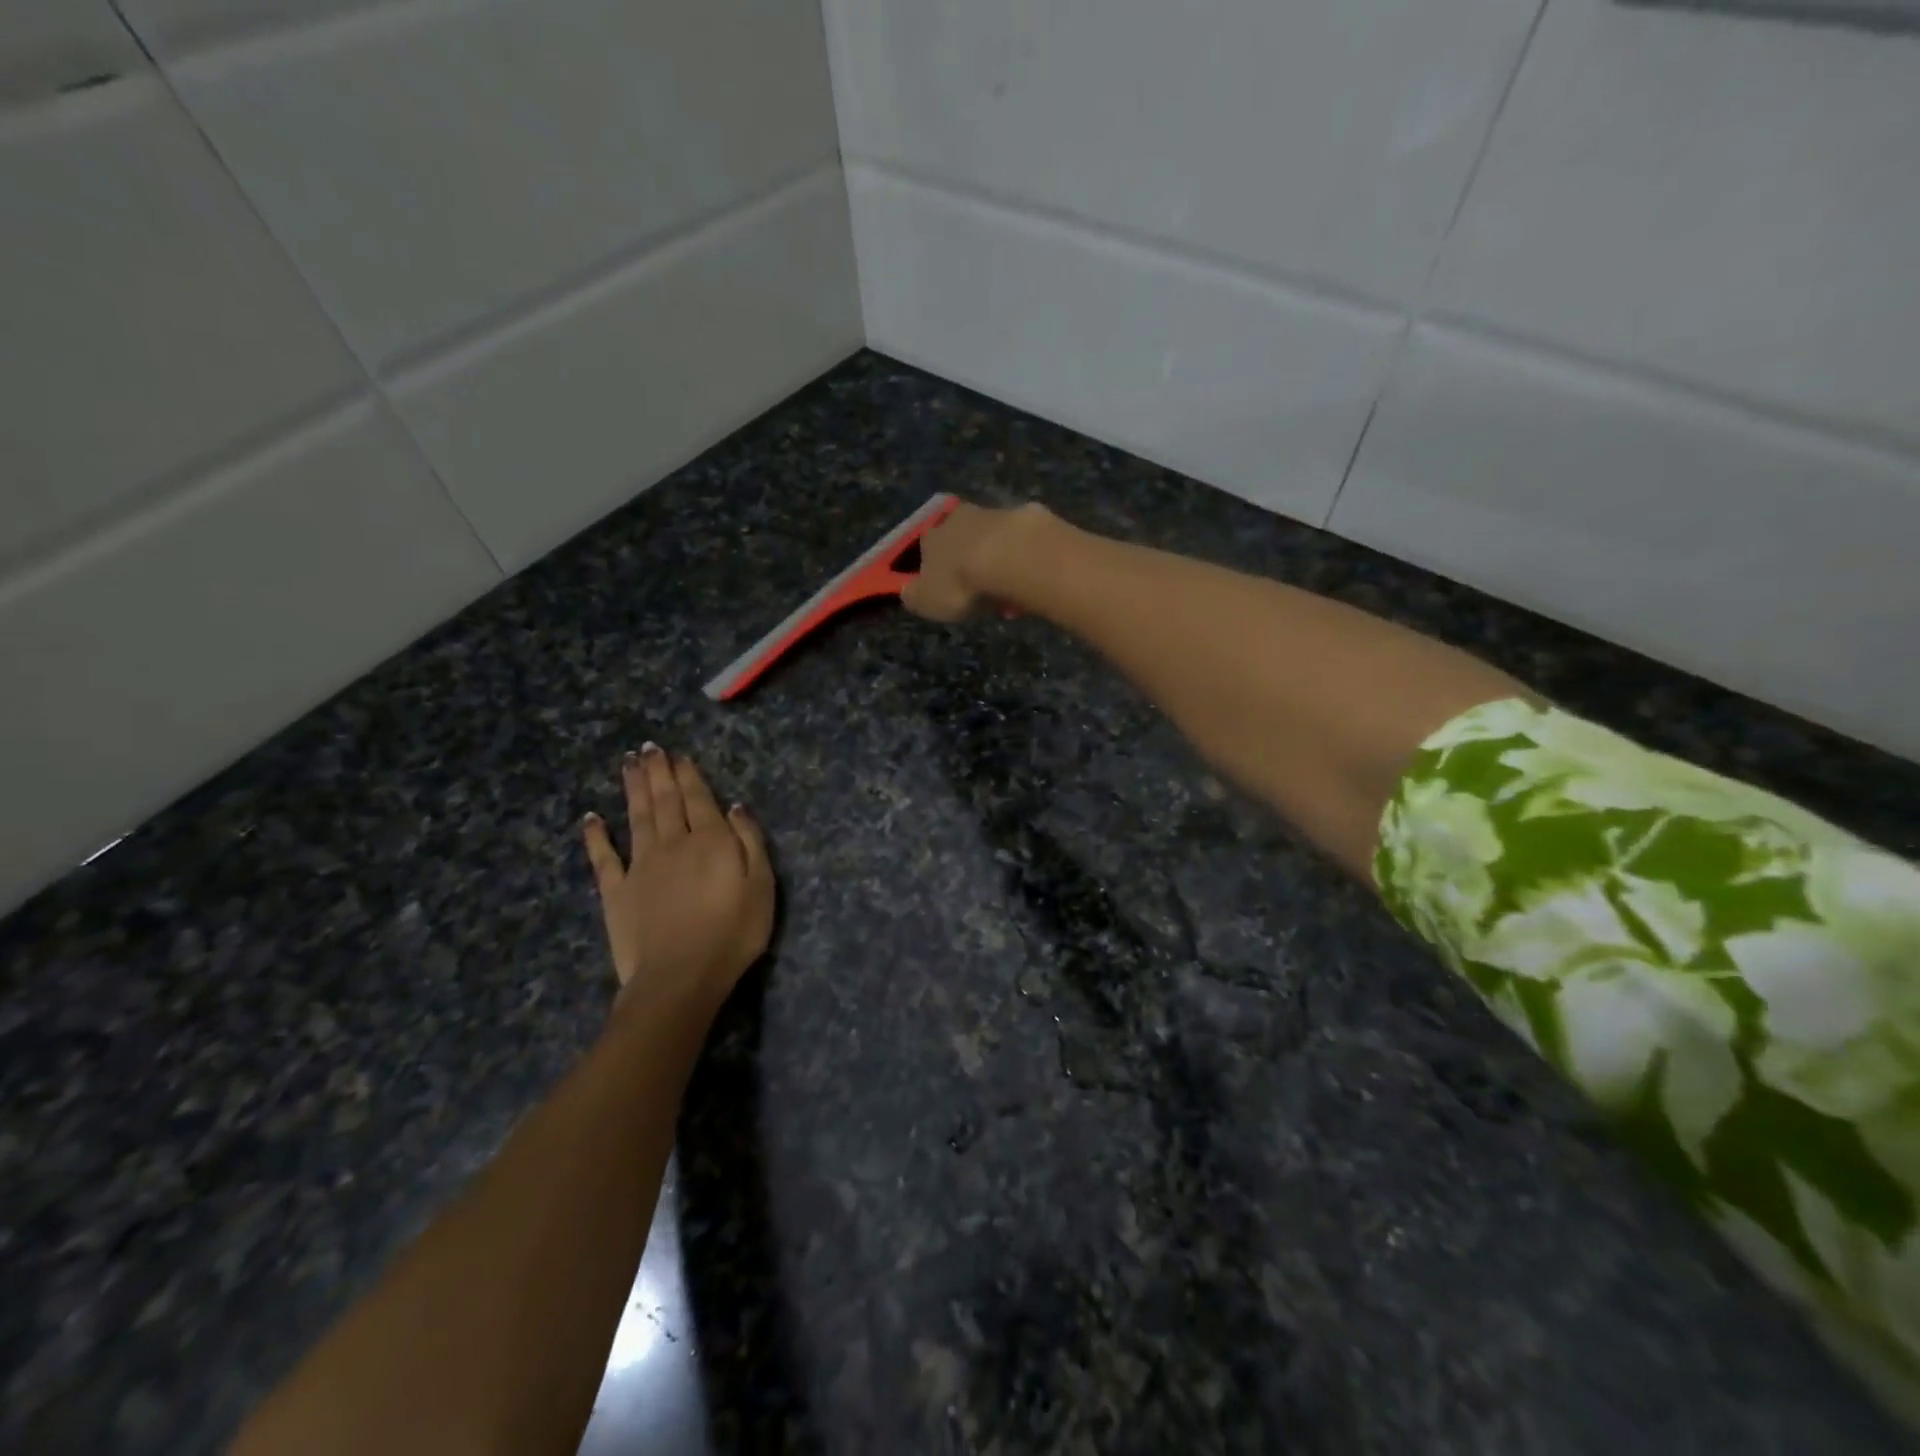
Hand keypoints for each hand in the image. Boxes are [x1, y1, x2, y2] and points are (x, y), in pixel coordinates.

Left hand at [581, 745, 774, 1019]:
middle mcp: (673, 843)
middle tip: (649, 748)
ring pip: (636, 817)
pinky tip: (590, 818)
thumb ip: (750, 841)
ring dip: (632, 789)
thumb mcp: (762, 886)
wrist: (680, 977)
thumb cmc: (733, 933)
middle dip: (658, 772)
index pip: (698, 798)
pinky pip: (603, 858)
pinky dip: (596, 836)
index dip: (687, 775)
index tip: (677, 754)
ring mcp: (640, 866)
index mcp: (710, 840)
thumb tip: (735, 806)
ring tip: (628, 763)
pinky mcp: (616, 892)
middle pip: (665, 800)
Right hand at [901, 499, 1046, 621]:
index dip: (936, 568)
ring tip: (1010, 589)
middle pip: (962, 536)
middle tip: (982, 589)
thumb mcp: (926, 601)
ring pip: (994, 537)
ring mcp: (998, 513)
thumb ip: (915, 595)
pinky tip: (1033, 577)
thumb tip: (908, 591)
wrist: (1013, 558)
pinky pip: (1025, 540)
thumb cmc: (962, 583)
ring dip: (1000, 558)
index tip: (948, 589)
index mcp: (932, 536)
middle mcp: (961, 517)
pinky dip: (1027, 556)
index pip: (927, 548)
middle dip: (970, 559)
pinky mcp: (1031, 516)